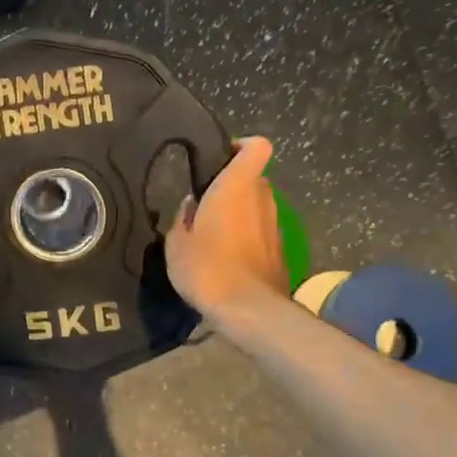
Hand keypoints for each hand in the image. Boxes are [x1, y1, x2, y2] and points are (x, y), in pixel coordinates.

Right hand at [164, 137, 290, 323]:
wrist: (248, 310)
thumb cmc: (207, 267)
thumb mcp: (177, 243)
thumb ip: (183, 217)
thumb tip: (192, 205)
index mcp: (236, 186)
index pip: (257, 146)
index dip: (241, 146)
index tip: (219, 159)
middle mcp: (262, 198)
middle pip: (253, 177)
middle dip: (233, 185)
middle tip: (206, 203)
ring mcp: (275, 224)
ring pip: (257, 205)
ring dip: (240, 212)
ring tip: (213, 234)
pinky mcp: (280, 249)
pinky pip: (261, 230)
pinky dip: (247, 235)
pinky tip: (227, 257)